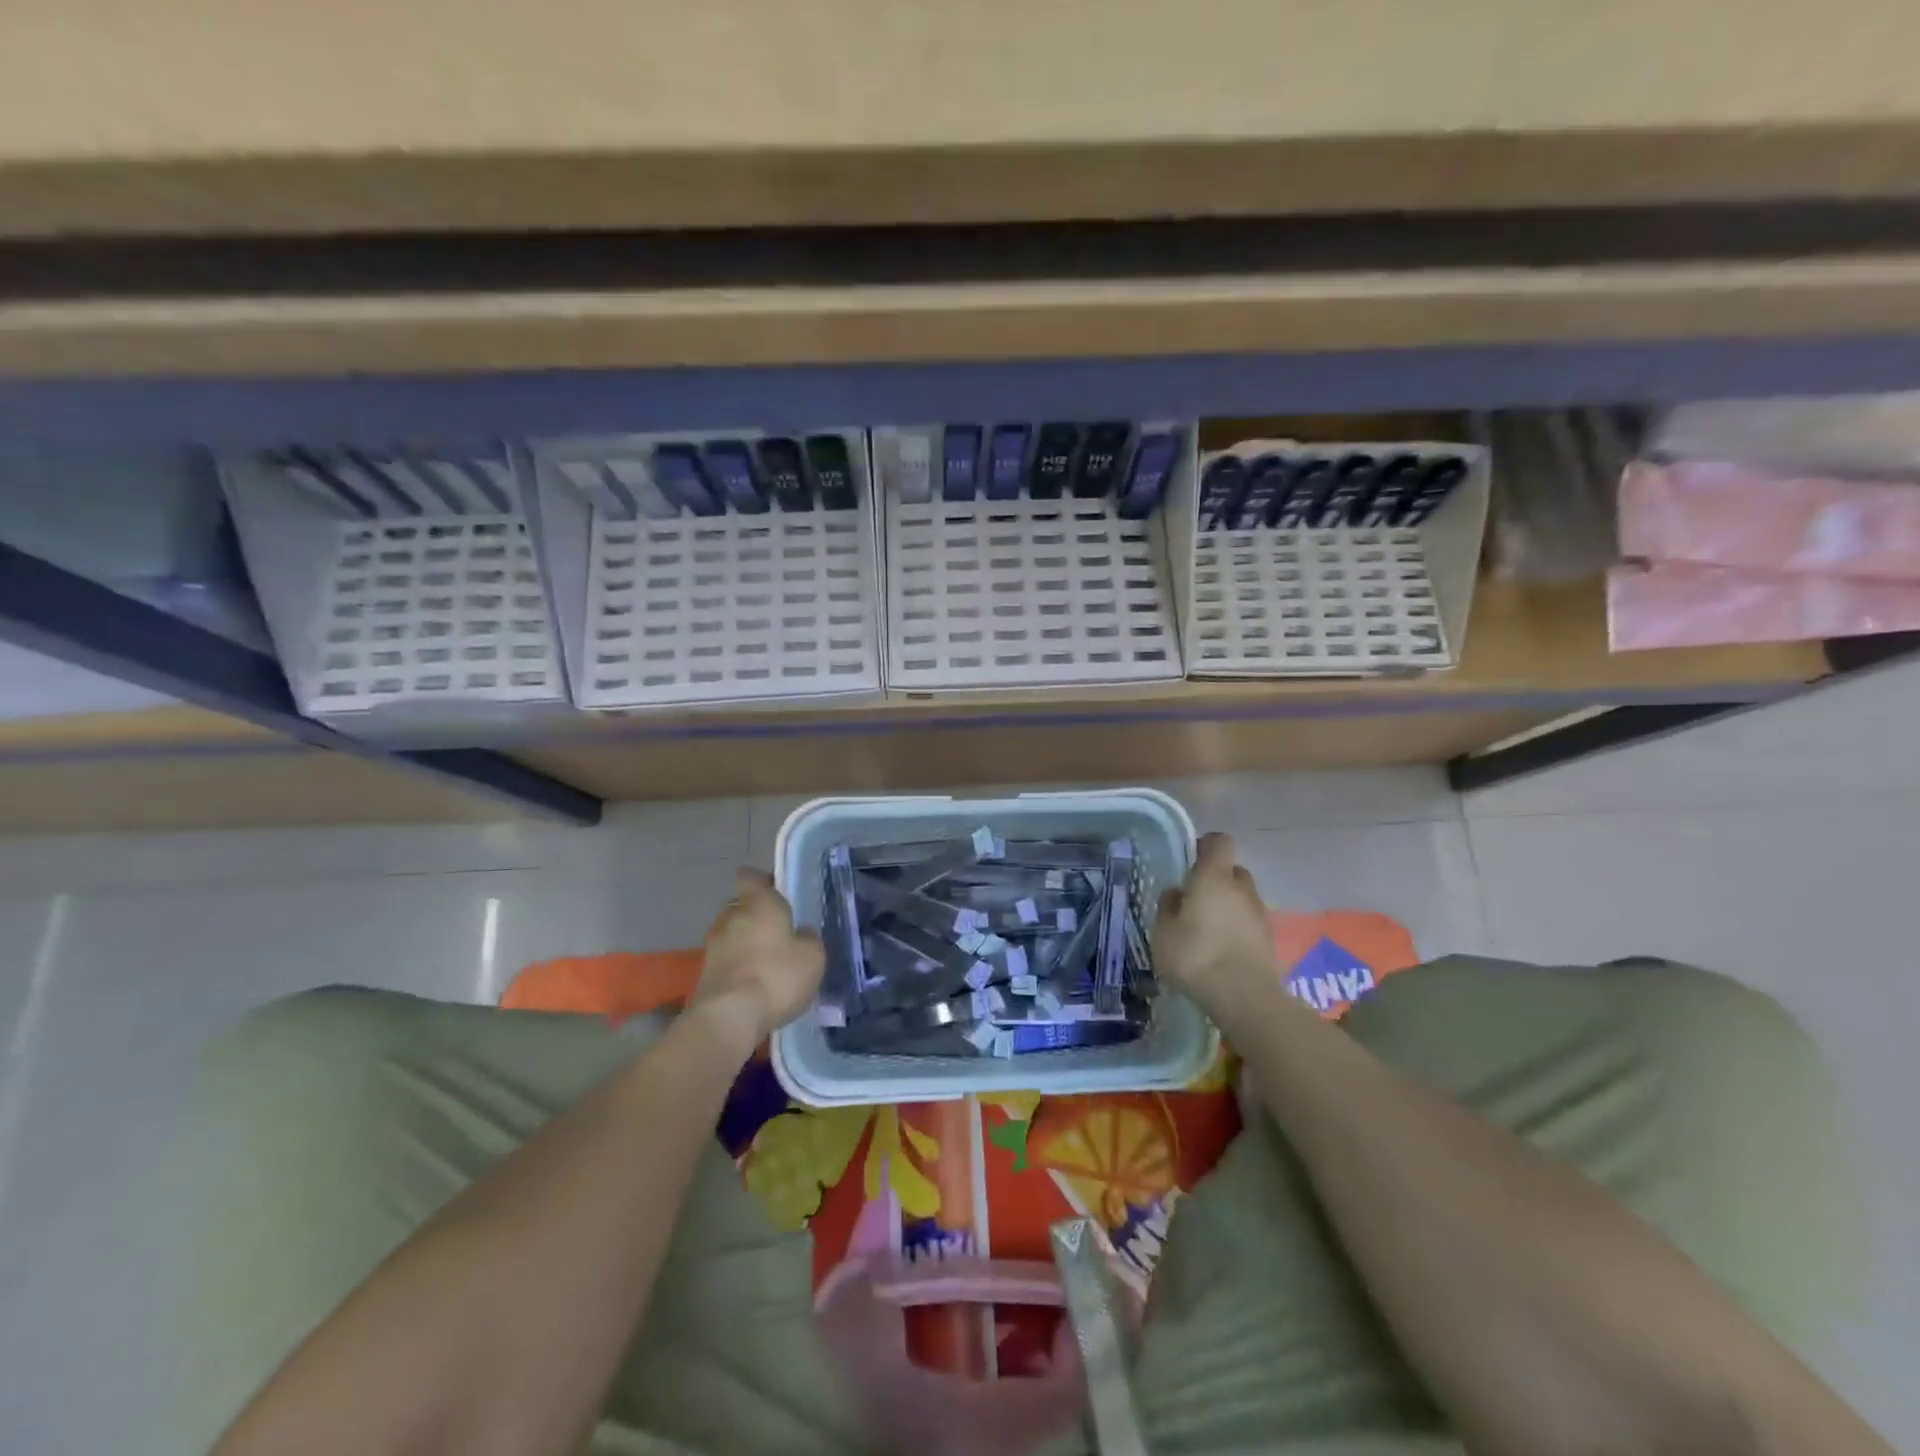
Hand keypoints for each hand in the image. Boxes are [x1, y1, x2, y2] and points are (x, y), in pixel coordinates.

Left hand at [694, 869, 824, 1045]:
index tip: (777, 892)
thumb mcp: (812, 957)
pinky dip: (737, 967)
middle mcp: (731, 917)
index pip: (751, 876)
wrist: (728, 1018)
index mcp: (758, 904)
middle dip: (756, 916)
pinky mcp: (703, 974)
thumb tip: (800, 933)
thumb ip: (808, 939)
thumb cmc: (776, 976)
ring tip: (766, 963)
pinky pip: (725, 960)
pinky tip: (754, 985)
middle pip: (740, 906)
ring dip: (745, 944)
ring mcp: (713, 946)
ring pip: (732, 934)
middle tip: (778, 933)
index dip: (762, 881)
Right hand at [1152, 833, 1282, 1021]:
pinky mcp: (1270, 939)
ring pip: (1242, 898)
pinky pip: (1250, 923)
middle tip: (1195, 900)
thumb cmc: (1195, 956)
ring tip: (1207, 931)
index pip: (1219, 842)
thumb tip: (1177, 892)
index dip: (1205, 846)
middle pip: (1233, 870)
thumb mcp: (1163, 933)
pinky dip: (1238, 929)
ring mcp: (1260, 914)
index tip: (1190, 861)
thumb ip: (1168, 907)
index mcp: (1214, 877)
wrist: (1245, 998)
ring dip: (1228, 906)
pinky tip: (1221, 950)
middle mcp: (1242, 889)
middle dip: (1216, 880)